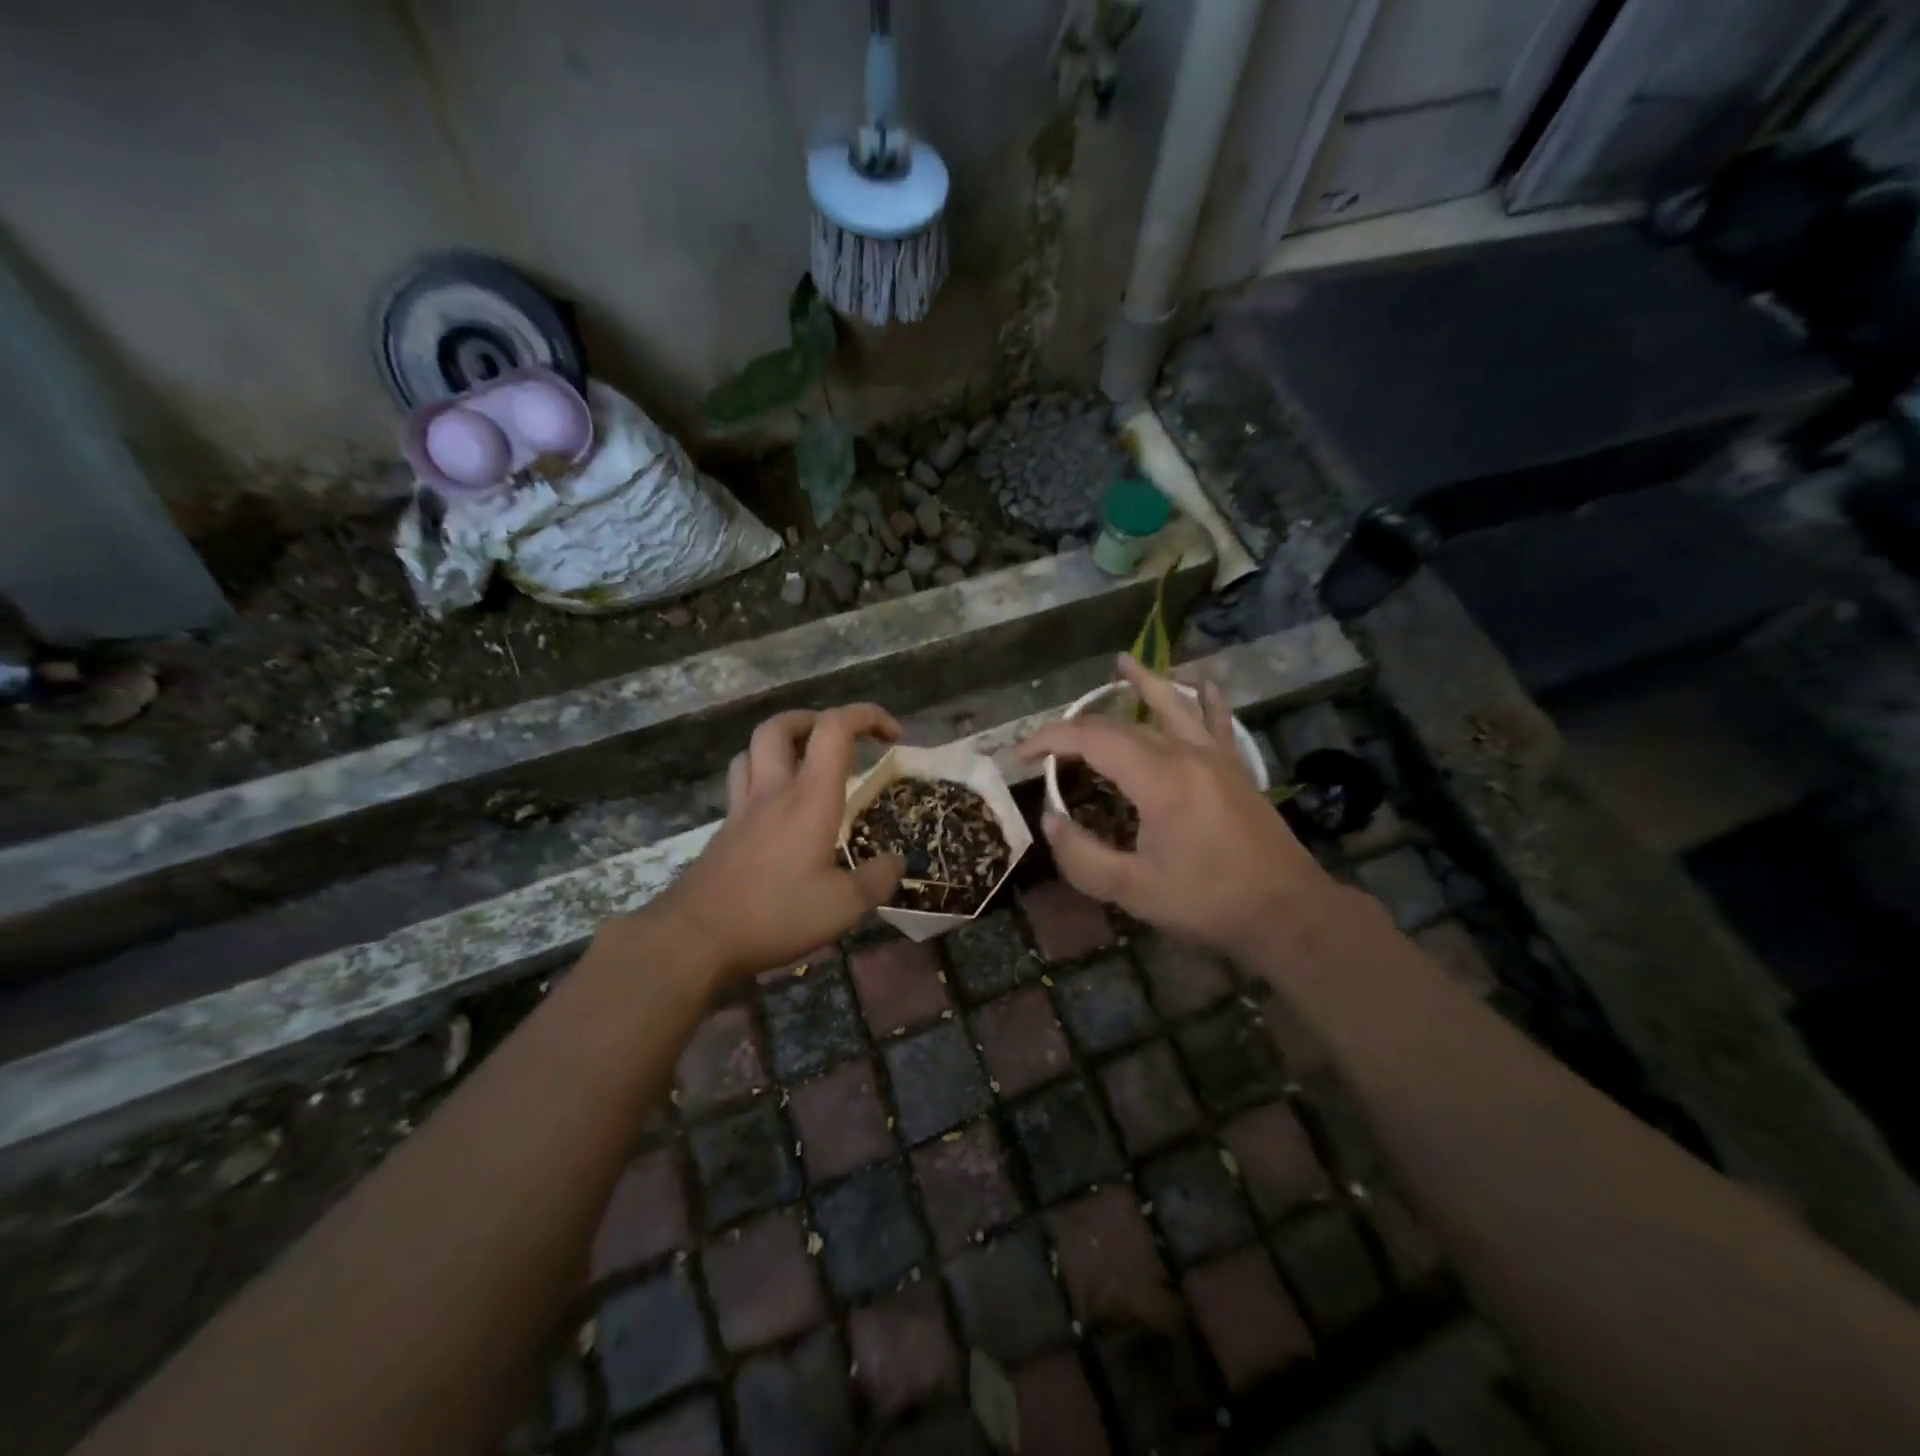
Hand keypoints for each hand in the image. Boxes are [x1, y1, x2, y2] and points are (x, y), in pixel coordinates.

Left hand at [651, 705, 904, 980]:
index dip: (867, 716)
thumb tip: (896, 862)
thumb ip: (876, 880)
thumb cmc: (775, 915)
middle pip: (782, 726)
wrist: (694, 938)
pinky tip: (777, 808)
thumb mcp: (843, 907)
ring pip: (754, 749)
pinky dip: (762, 776)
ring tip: (807, 765)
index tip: (893, 735)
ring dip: (784, 744)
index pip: (835, 729)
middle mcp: (774, 790)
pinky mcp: (725, 830)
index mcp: (810, 797)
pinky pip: (742, 782)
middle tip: (841, 741)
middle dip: (816, 719)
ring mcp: (743, 808)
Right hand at [1021, 656, 1339, 960]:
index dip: (1049, 740)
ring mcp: (1215, 756)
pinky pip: (1217, 721)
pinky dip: (1205, 697)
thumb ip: (1082, 856)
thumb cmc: (1207, 903)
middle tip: (1047, 747)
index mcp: (1160, 780)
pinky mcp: (1234, 767)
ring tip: (1122, 662)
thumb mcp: (1133, 891)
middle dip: (1077, 728)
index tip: (1020, 755)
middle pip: (1122, 724)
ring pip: (1172, 705)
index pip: (1092, 740)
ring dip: (1143, 683)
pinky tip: (1201, 681)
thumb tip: (1051, 819)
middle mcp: (1187, 754)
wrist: (1287, 912)